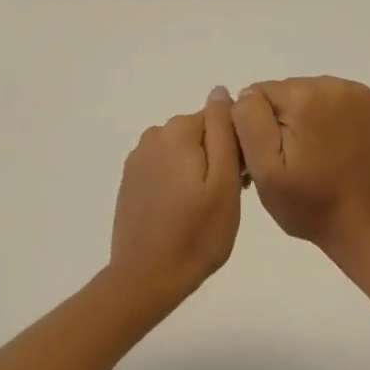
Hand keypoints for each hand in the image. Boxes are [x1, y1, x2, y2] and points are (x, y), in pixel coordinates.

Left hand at [108, 88, 242, 313]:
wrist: (146, 278)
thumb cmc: (197, 233)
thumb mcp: (225, 181)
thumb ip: (223, 130)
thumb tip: (221, 91)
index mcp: (177, 131)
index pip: (220, 120)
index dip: (235, 148)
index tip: (239, 180)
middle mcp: (153, 135)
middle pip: (199, 134)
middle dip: (216, 157)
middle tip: (224, 199)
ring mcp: (137, 158)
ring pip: (182, 152)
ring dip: (197, 170)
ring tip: (204, 210)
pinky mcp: (130, 181)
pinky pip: (164, 168)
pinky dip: (176, 182)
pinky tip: (181, 213)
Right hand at [231, 77, 369, 254]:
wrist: (366, 227)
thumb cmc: (309, 204)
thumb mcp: (265, 170)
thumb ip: (248, 121)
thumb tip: (247, 93)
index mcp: (302, 96)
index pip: (259, 93)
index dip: (259, 125)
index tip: (271, 155)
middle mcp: (334, 84)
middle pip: (289, 91)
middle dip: (286, 119)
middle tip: (294, 159)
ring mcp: (363, 93)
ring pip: (315, 94)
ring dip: (311, 117)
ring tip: (318, 155)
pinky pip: (343, 100)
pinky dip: (338, 118)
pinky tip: (341, 146)